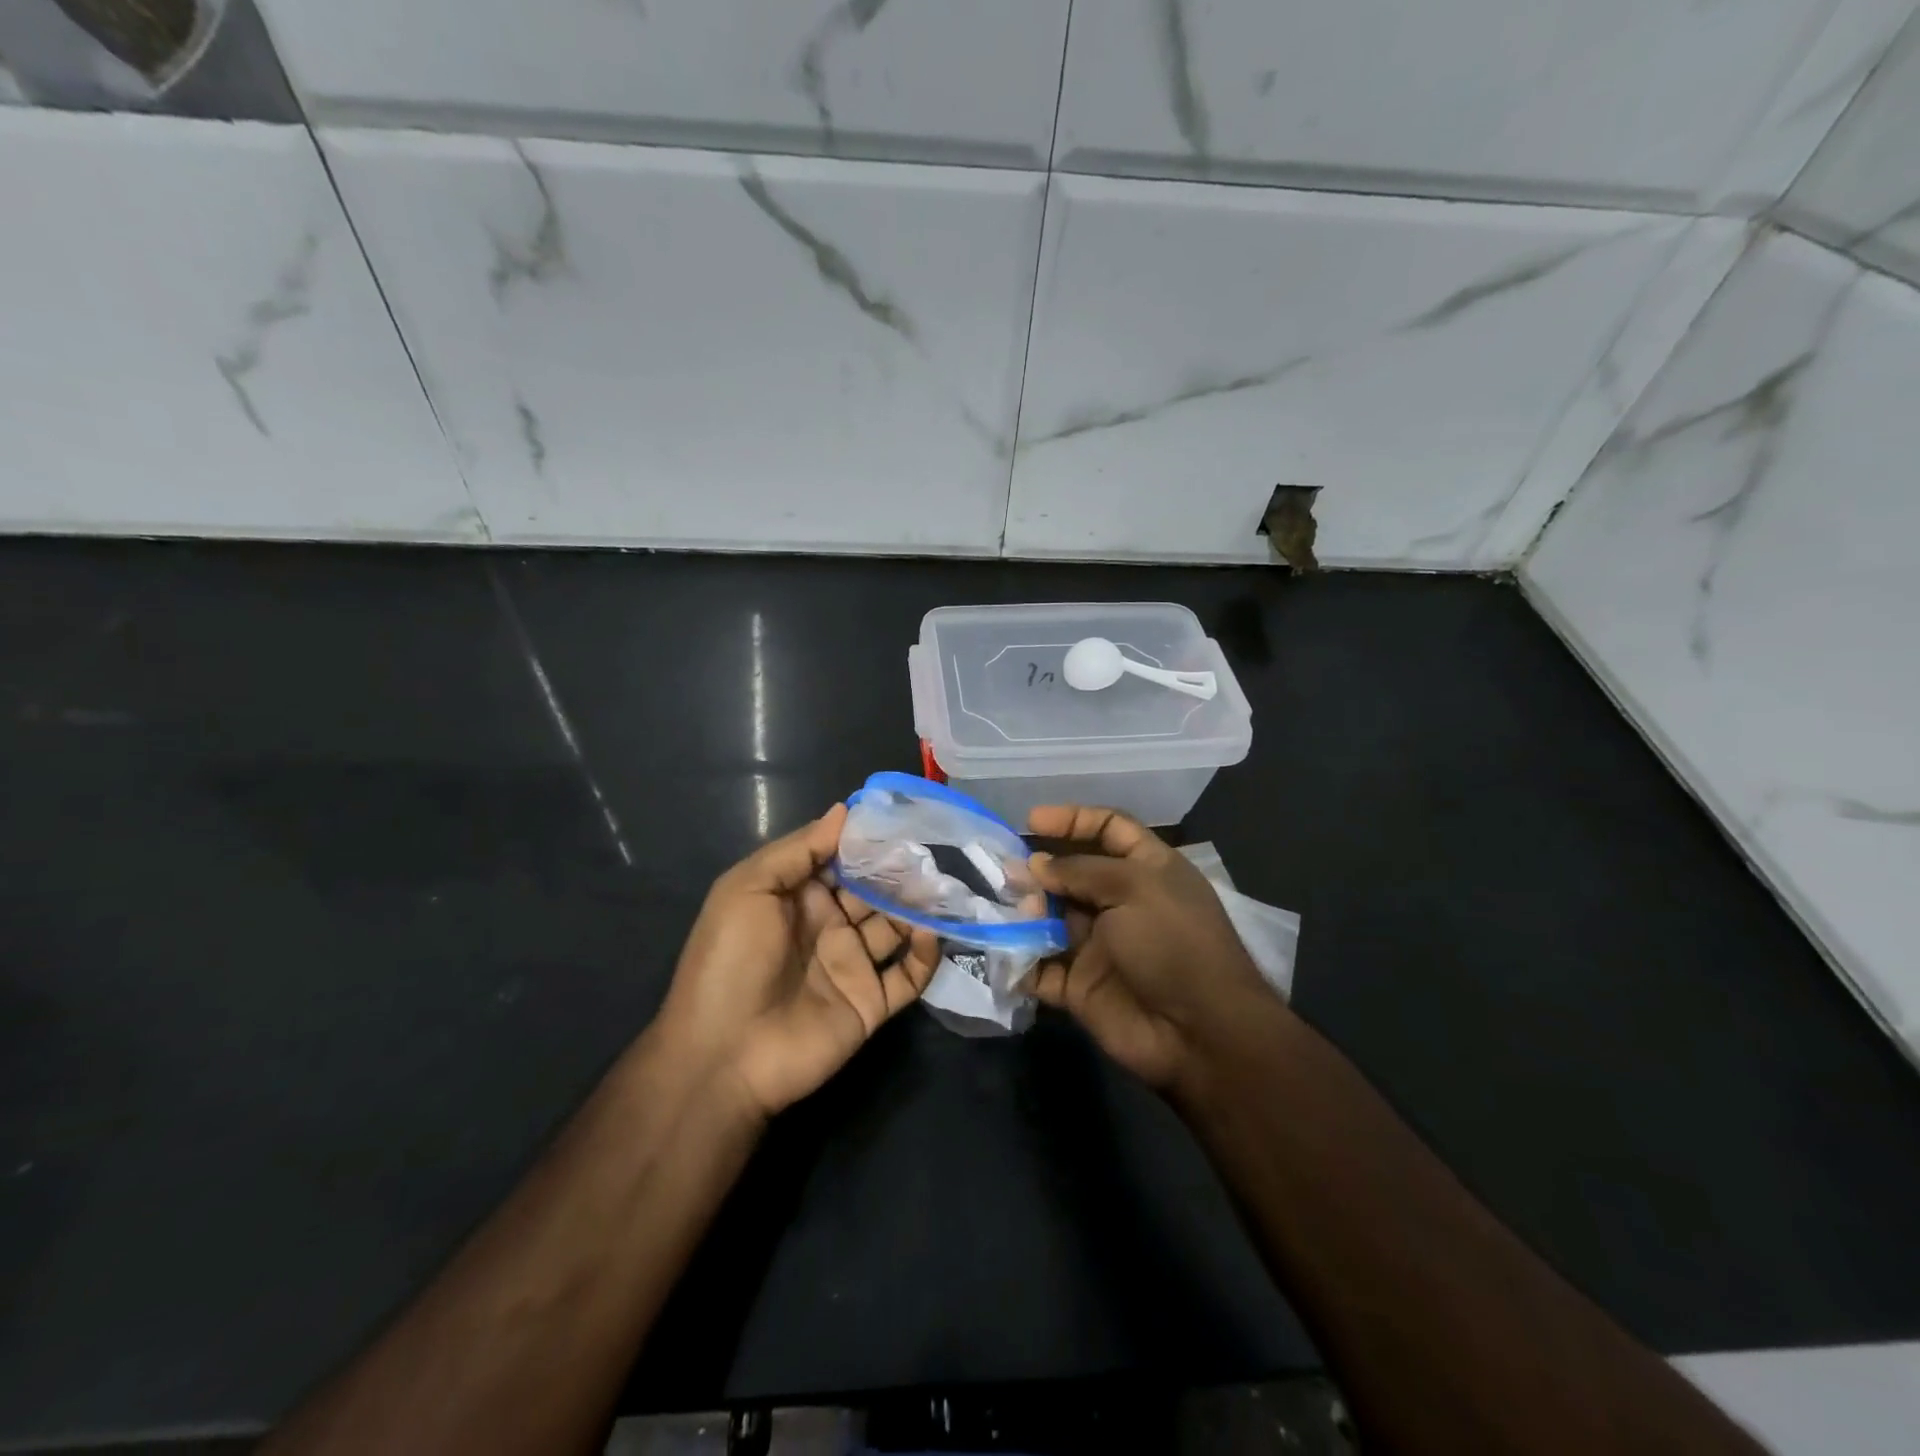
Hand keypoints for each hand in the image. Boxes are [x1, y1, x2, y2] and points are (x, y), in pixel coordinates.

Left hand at [656, 805, 939, 1119]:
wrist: (723, 1055)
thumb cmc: (730, 961)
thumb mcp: (747, 889)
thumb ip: (799, 849)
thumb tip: (845, 810)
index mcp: (799, 898)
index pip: (843, 860)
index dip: (870, 841)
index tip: (903, 819)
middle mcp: (829, 926)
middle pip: (875, 891)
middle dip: (902, 872)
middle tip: (934, 853)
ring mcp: (852, 965)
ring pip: (897, 927)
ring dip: (920, 907)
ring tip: (944, 887)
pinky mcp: (871, 1003)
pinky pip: (908, 976)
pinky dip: (926, 955)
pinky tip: (933, 934)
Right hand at [1025, 805, 1280, 1092]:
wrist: (1199, 1034)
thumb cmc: (1173, 943)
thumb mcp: (1133, 888)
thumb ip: (1079, 871)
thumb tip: (1035, 865)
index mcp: (1146, 870)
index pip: (1109, 828)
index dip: (1073, 819)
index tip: (1031, 821)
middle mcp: (1120, 903)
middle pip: (1070, 874)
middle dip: (1037, 870)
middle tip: (1006, 872)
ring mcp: (1098, 945)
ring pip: (1049, 919)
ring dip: (1024, 912)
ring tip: (1008, 912)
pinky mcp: (1079, 986)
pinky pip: (1040, 967)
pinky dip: (1019, 960)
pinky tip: (1001, 950)